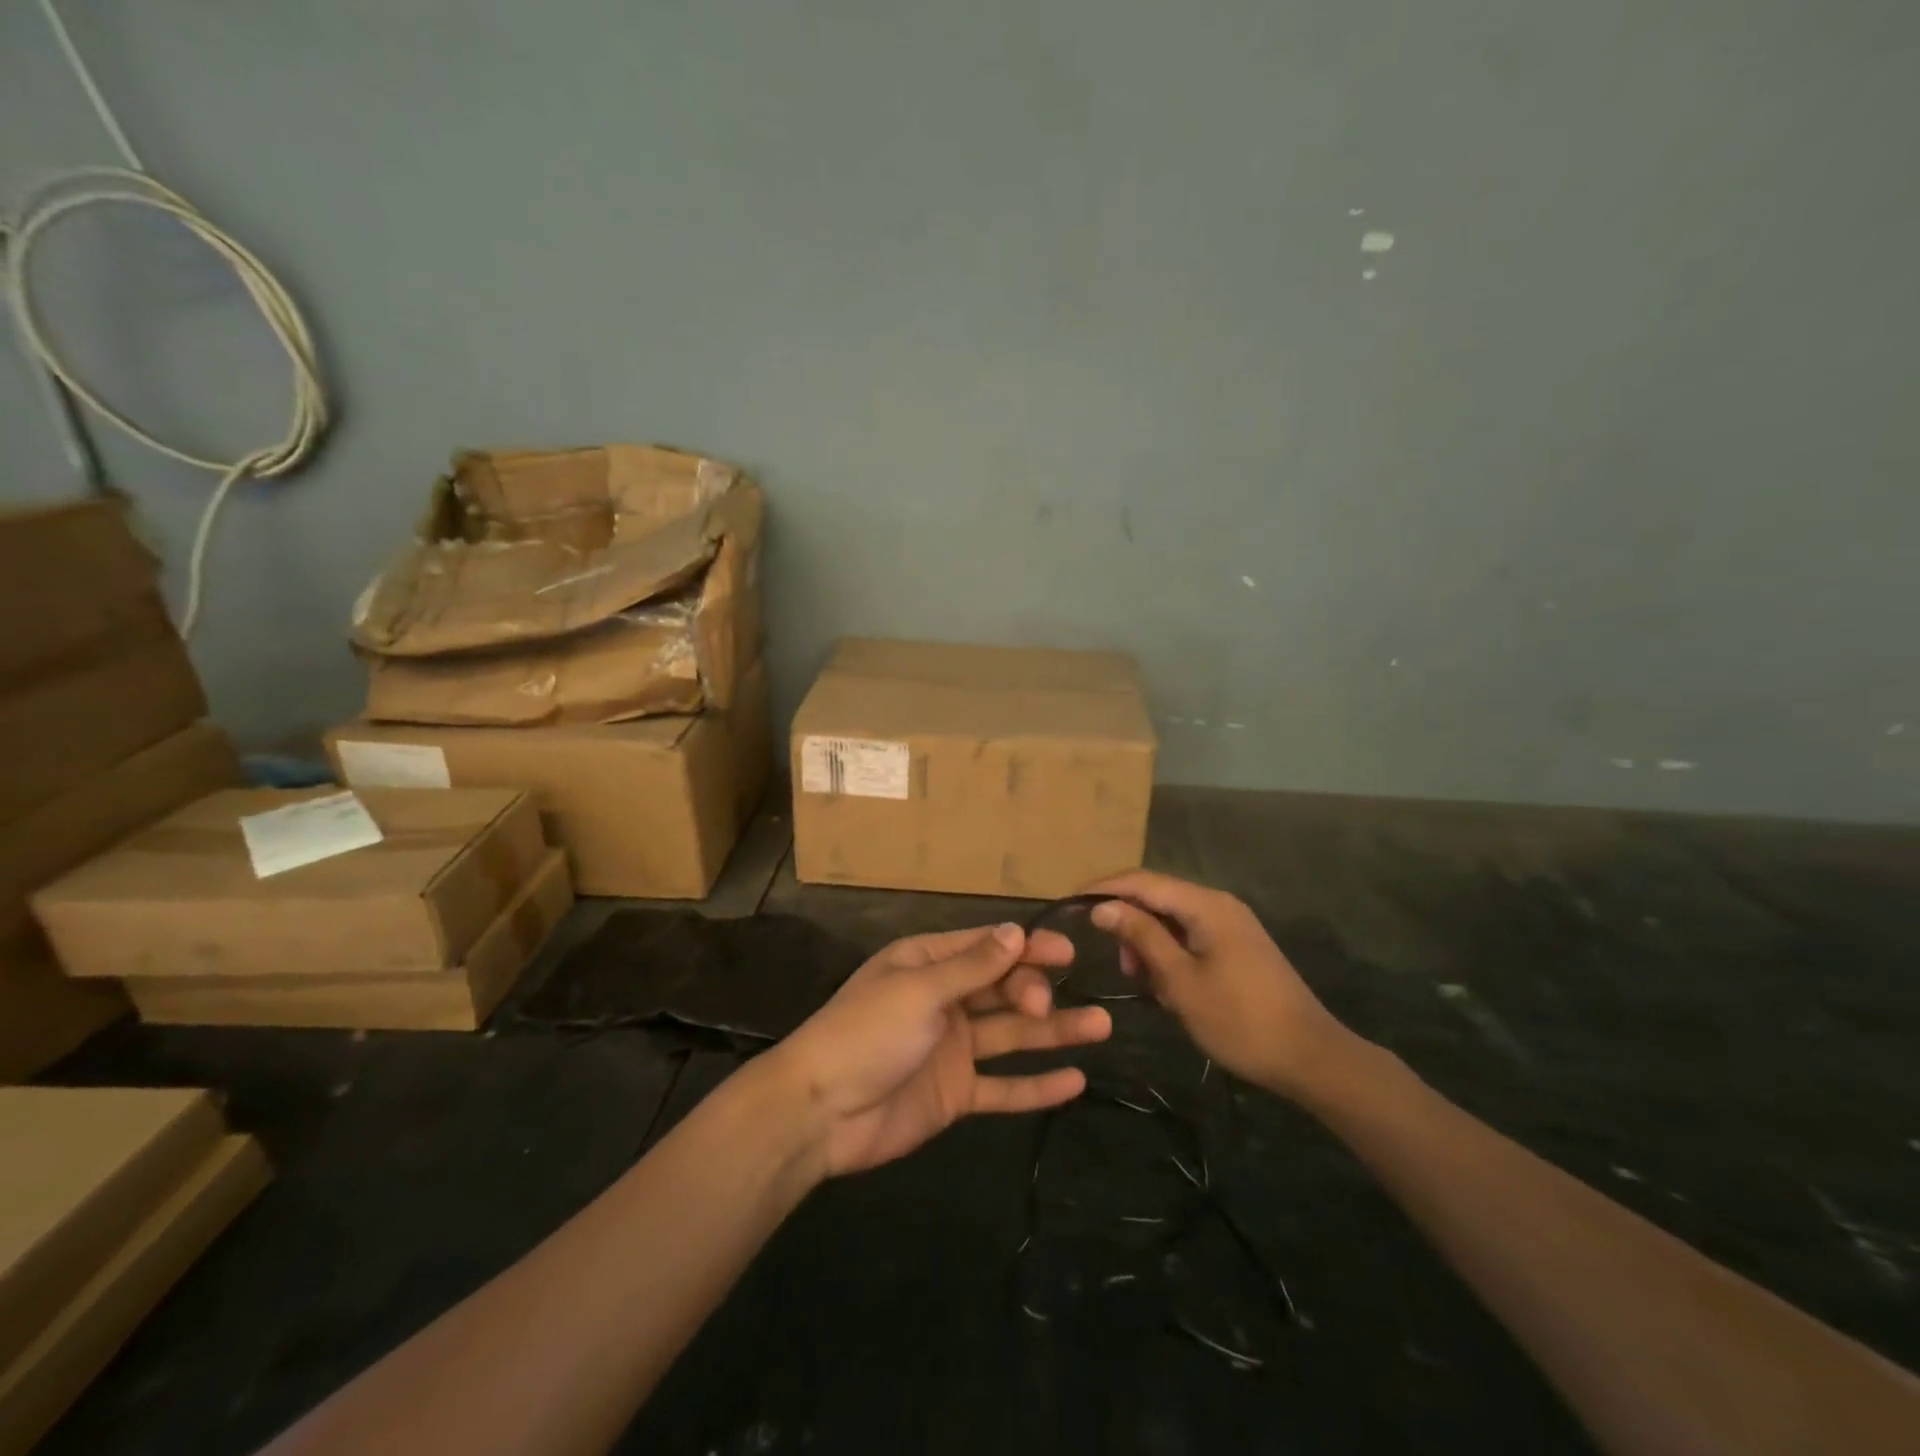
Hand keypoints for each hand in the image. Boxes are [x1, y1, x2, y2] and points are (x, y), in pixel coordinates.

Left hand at [766, 923, 1112, 1176]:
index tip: (1067, 953)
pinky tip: (1075, 1082)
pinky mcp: (955, 1093)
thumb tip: (1017, 931)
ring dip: (1054, 1031)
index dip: (1027, 948)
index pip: (987, 948)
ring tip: (1101, 1027)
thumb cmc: (867, 1033)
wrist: (820, 1112)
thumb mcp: (919, 991)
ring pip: (1011, 1035)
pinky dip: (1036, 1085)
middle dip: (1033, 990)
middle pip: (1002, 988)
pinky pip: (1003, 1087)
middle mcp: (944, 1000)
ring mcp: (952, 1048)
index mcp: (928, 964)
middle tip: (1048, 1005)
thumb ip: (972, 967)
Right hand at [1086, 870, 1357, 1098]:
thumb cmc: (1239, 1020)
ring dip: (1148, 942)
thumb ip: (1140, 936)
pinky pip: (1190, 935)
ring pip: (1172, 918)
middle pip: (1157, 896)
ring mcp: (1231, 924)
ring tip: (1140, 980)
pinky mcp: (1237, 945)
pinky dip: (1169, 952)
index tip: (1069, 904)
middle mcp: (1218, 903)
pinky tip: (1165, 985)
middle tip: (1116, 962)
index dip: (1103, 888)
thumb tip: (1102, 906)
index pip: (1141, 881)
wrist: (1311, 1057)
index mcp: (1205, 905)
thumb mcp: (1180, 980)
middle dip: (1127, 921)